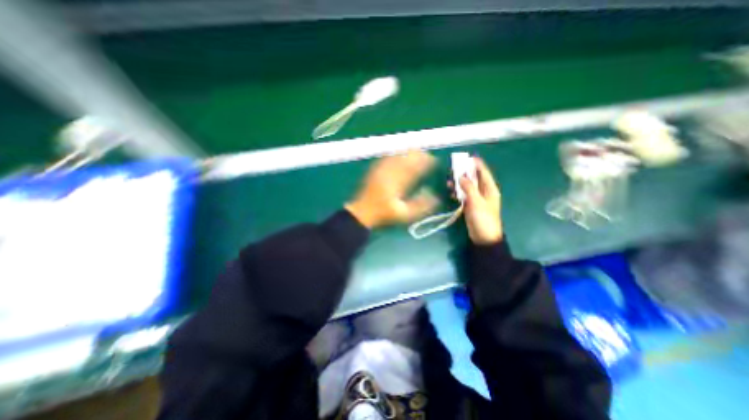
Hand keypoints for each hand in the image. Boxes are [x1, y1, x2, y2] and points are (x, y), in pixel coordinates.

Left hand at [345, 150, 438, 229]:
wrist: (361, 213)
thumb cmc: (383, 215)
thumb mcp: (404, 215)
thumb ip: (421, 206)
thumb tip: (434, 196)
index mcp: (398, 181)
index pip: (415, 165)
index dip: (427, 161)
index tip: (435, 161)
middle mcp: (389, 171)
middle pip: (406, 155)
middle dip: (419, 154)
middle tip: (427, 157)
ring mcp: (380, 168)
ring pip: (397, 153)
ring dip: (408, 153)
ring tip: (417, 155)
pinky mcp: (374, 169)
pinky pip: (387, 156)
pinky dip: (397, 154)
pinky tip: (400, 156)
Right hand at [457, 160, 502, 245]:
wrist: (483, 237)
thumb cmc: (483, 218)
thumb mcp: (476, 202)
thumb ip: (469, 188)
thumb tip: (461, 176)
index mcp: (490, 189)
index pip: (484, 173)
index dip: (477, 164)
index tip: (468, 157)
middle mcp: (484, 192)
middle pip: (474, 178)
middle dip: (465, 172)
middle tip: (454, 166)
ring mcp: (476, 199)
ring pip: (467, 186)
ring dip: (459, 182)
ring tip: (449, 178)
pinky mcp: (470, 205)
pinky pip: (463, 195)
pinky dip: (457, 191)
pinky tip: (450, 190)